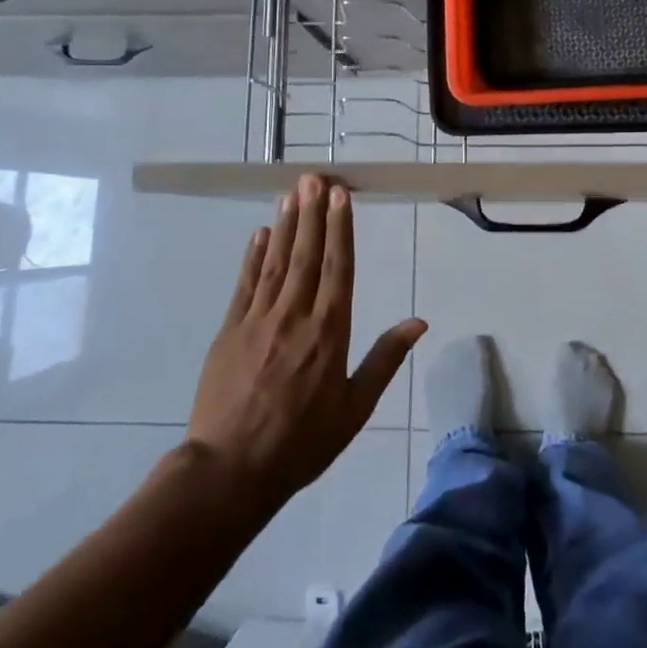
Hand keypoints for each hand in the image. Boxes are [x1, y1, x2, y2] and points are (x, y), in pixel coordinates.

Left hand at [184, 174, 427, 511]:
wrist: (231, 470)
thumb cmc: (302, 442)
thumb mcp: (355, 408)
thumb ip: (385, 360)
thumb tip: (418, 322)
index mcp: (330, 332)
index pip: (339, 268)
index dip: (340, 228)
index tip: (340, 195)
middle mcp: (295, 316)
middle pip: (306, 254)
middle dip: (312, 213)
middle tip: (314, 177)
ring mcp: (257, 320)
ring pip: (276, 262)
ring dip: (285, 226)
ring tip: (291, 193)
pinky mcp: (229, 331)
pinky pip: (245, 284)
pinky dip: (253, 257)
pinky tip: (259, 234)